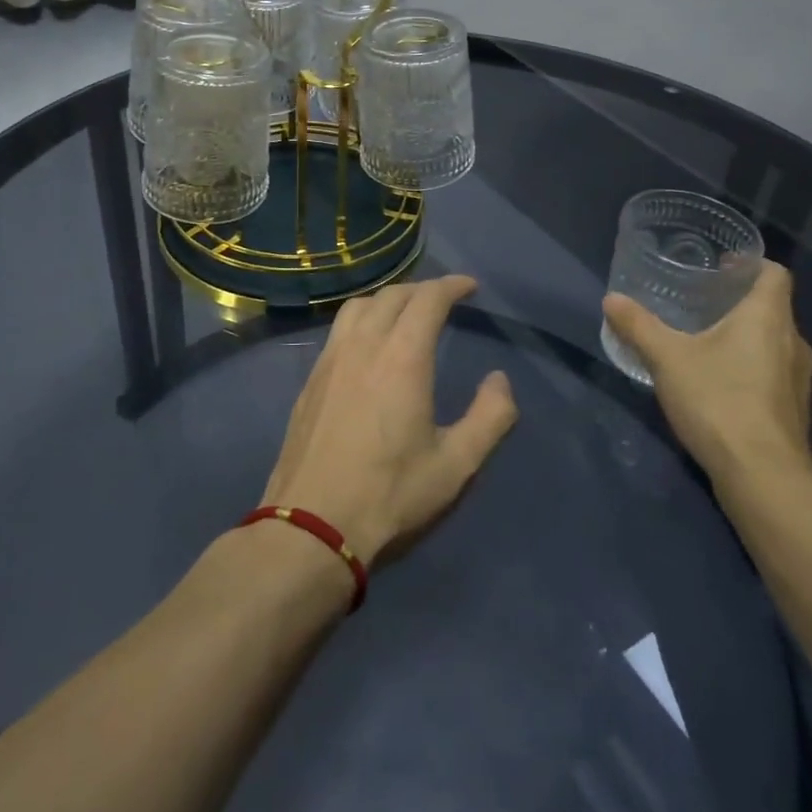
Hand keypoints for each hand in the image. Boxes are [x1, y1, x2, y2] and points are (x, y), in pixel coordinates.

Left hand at [263, 276, 518, 564]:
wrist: (311, 525)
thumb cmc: (390, 495)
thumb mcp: (456, 466)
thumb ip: (489, 418)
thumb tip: (500, 380)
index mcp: (402, 357)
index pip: (427, 299)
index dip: (451, 285)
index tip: (469, 286)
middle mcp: (363, 345)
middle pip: (392, 295)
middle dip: (422, 289)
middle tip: (443, 300)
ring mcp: (330, 360)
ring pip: (359, 306)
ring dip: (388, 299)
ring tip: (405, 313)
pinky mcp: (311, 379)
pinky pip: (339, 329)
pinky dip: (362, 319)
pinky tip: (367, 344)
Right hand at [603, 261, 811, 493]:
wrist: (762, 476)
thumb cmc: (718, 400)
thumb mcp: (667, 358)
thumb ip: (639, 326)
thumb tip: (611, 299)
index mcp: (768, 318)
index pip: (774, 274)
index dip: (751, 264)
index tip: (721, 265)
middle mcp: (793, 342)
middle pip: (772, 308)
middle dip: (739, 301)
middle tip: (700, 299)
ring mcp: (798, 380)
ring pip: (773, 342)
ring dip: (745, 336)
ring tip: (705, 338)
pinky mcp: (793, 410)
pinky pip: (773, 372)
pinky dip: (749, 366)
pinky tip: (718, 380)